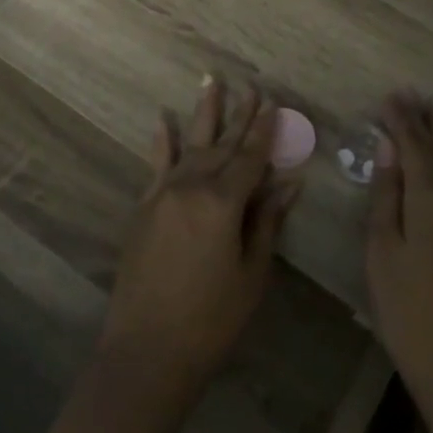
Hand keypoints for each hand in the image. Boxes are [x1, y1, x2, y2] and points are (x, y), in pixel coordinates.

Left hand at [100, 76, 301, 400]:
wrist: (146, 351)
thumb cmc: (211, 319)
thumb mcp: (251, 273)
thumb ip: (267, 221)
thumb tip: (289, 182)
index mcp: (223, 202)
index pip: (251, 158)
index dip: (266, 132)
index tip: (275, 104)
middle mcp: (191, 187)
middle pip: (222, 145)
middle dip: (240, 115)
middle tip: (252, 86)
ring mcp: (163, 194)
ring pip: (190, 145)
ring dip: (204, 113)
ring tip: (212, 81)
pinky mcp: (143, 208)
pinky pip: (156, 165)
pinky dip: (163, 141)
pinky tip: (164, 120)